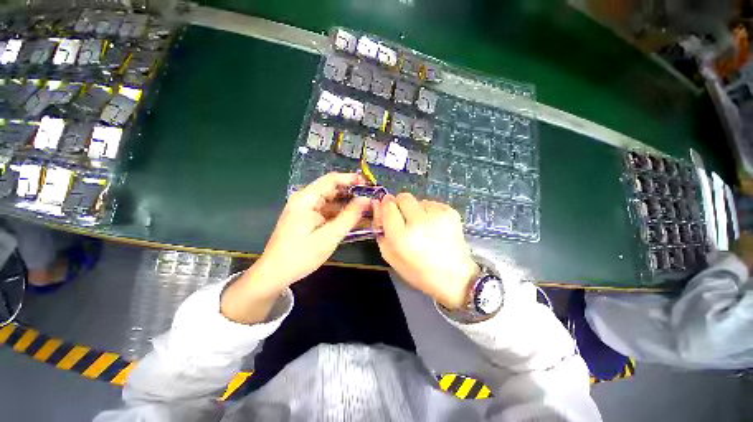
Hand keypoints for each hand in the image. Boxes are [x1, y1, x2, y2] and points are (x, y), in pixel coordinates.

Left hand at [221, 172, 369, 323]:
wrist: (275, 273)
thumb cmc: (301, 255)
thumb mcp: (330, 236)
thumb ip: (349, 216)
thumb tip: (366, 200)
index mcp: (307, 199)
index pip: (332, 180)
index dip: (351, 179)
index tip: (369, 185)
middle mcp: (305, 199)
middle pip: (332, 189)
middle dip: (352, 193)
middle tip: (371, 200)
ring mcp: (306, 209)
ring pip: (331, 201)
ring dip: (348, 205)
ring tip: (367, 210)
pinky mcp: (307, 218)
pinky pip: (327, 211)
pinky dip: (340, 214)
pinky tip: (353, 220)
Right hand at [374, 193, 478, 309]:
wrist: (455, 278)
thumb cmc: (419, 272)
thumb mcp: (391, 257)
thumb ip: (380, 231)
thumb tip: (378, 206)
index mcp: (401, 236)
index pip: (387, 206)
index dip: (385, 207)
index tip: (386, 212)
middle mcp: (419, 221)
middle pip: (402, 197)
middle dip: (399, 205)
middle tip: (404, 220)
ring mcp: (437, 214)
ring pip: (417, 200)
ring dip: (415, 210)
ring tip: (422, 227)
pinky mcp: (450, 212)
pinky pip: (431, 204)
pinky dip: (428, 212)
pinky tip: (433, 227)